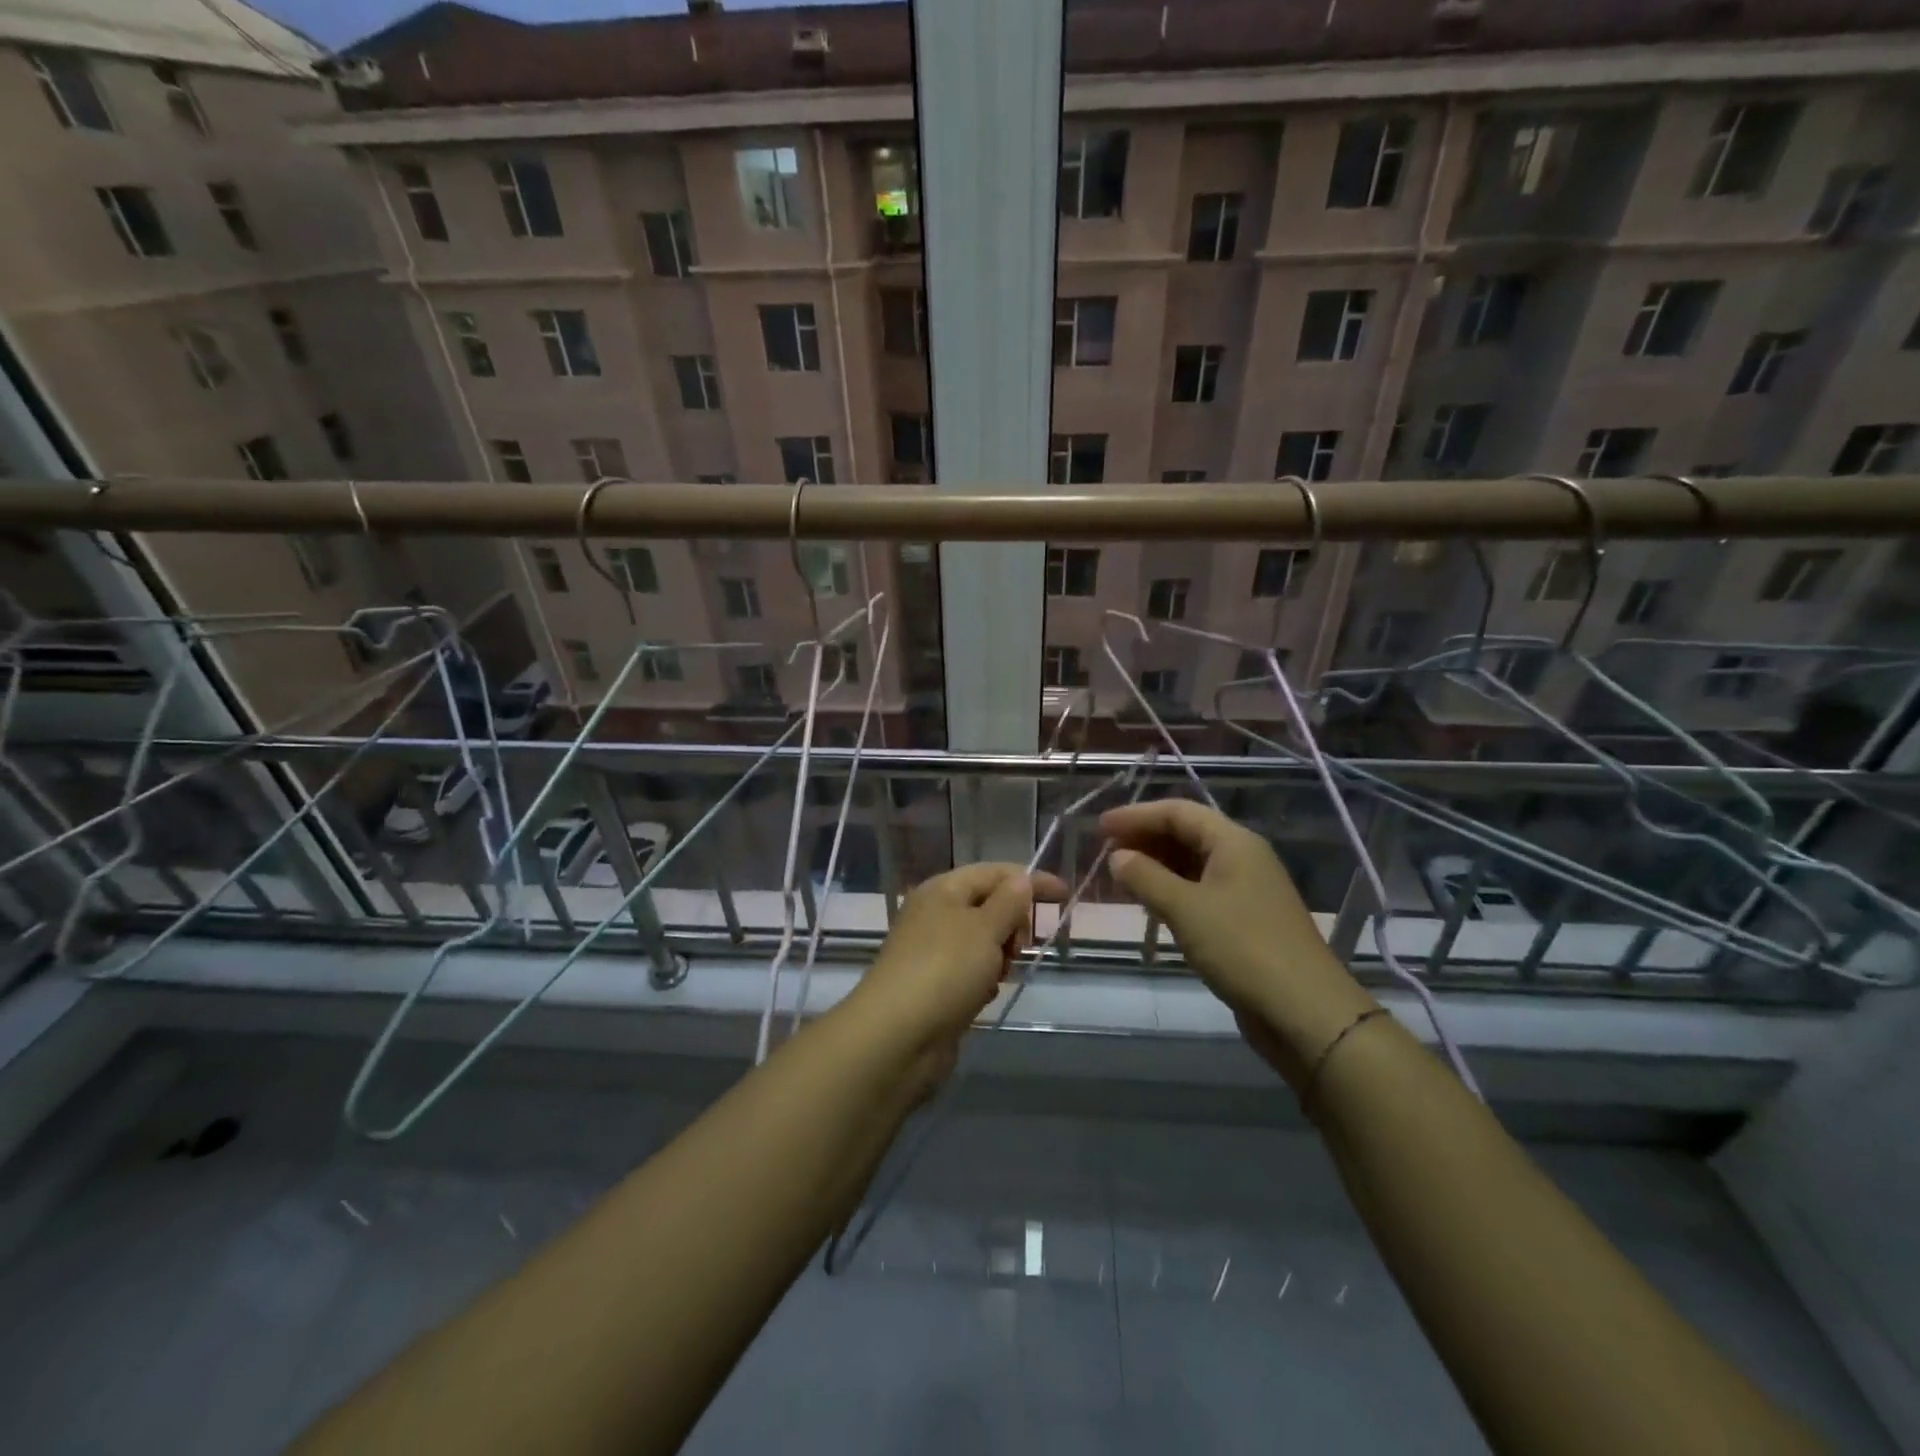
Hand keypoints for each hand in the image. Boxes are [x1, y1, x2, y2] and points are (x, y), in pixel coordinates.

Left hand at [843, 863, 1066, 1089]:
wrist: (898, 1036)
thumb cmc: (945, 970)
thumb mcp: (985, 928)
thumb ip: (1008, 902)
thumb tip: (1021, 879)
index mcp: (943, 889)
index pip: (994, 872)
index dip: (1030, 880)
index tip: (1064, 895)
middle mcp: (934, 914)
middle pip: (988, 905)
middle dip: (1012, 923)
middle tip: (1019, 946)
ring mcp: (931, 950)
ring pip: (982, 941)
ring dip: (999, 955)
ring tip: (999, 975)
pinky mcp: (933, 985)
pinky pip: (970, 971)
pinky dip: (983, 979)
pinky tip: (983, 996)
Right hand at [1101, 799, 1376, 1089]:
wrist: (1304, 1011)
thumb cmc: (1242, 948)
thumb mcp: (1185, 909)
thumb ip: (1145, 877)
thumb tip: (1117, 856)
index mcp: (1234, 842)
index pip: (1178, 812)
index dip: (1136, 816)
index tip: (1099, 828)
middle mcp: (1242, 857)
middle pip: (1186, 834)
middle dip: (1144, 840)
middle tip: (1105, 853)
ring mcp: (1246, 890)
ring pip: (1192, 864)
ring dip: (1155, 867)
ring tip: (1120, 879)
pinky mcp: (1245, 920)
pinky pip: (1200, 891)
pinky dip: (1171, 892)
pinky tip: (1150, 907)